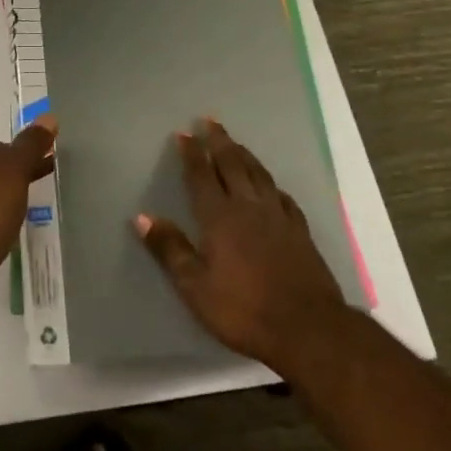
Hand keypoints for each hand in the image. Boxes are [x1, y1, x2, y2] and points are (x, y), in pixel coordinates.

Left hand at [0, 122, 56, 313]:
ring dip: (3, 200)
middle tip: (42, 188)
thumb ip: (31, 145)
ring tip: (27, 214)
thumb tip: (48, 116)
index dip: (25, 156)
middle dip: (16, 177)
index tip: (47, 167)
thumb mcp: (15, 171)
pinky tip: (5, 234)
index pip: (1, 147)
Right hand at [135, 119, 350, 376]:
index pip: (201, 176)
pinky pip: (283, 197)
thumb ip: (170, 249)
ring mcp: (278, 217)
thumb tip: (142, 217)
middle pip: (232, 165)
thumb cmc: (243, 310)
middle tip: (210, 121)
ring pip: (258, 175)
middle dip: (219, 142)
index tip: (183, 133)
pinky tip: (272, 186)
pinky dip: (272, 185)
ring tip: (236, 143)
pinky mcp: (300, 232)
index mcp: (219, 217)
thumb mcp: (195, 286)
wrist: (308, 329)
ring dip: (244, 155)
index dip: (191, 154)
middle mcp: (248, 207)